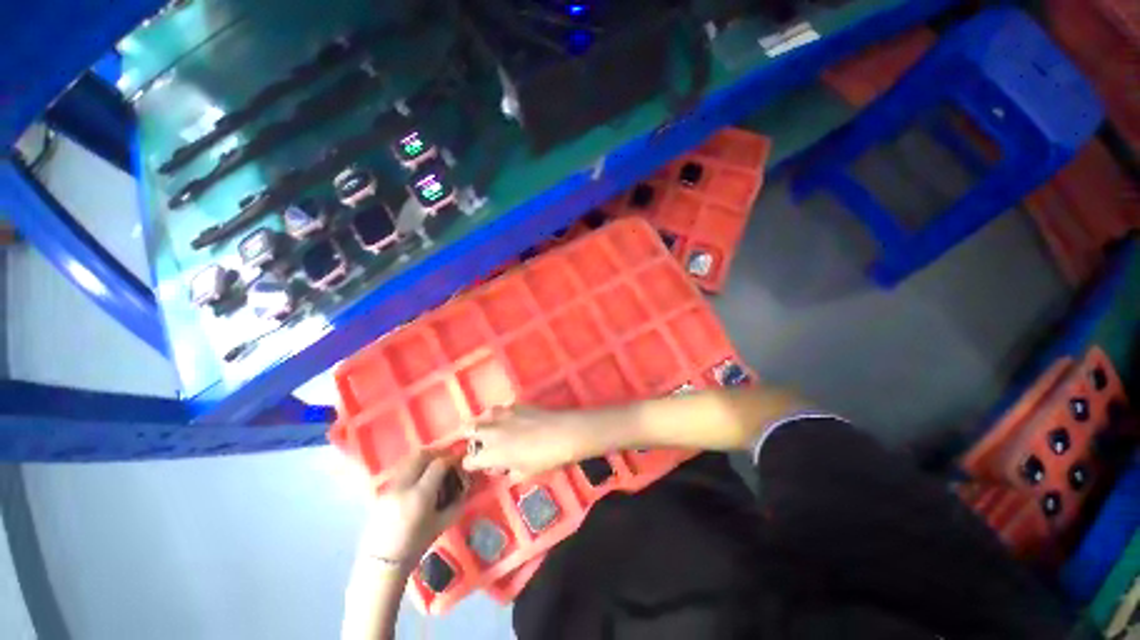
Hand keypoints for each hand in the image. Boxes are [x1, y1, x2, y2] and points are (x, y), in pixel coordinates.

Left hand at [356, 451, 467, 570]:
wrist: (381, 565)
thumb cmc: (415, 547)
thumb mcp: (441, 525)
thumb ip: (456, 503)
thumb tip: (466, 487)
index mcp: (420, 495)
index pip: (438, 464)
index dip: (452, 458)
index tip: (460, 458)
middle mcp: (403, 486)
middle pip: (421, 455)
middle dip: (437, 453)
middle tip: (447, 458)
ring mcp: (390, 488)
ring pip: (409, 461)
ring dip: (424, 459)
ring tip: (433, 467)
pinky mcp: (382, 492)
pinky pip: (401, 471)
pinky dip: (413, 468)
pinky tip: (419, 481)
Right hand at [462, 407, 589, 479]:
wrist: (562, 433)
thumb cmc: (544, 458)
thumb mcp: (524, 473)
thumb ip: (509, 472)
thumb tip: (505, 469)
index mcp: (491, 453)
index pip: (469, 461)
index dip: (473, 465)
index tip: (480, 466)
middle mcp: (491, 432)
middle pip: (468, 430)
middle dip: (470, 437)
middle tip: (481, 444)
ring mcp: (502, 415)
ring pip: (482, 416)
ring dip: (483, 423)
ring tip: (492, 429)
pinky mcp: (514, 405)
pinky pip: (500, 408)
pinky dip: (500, 415)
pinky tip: (509, 420)